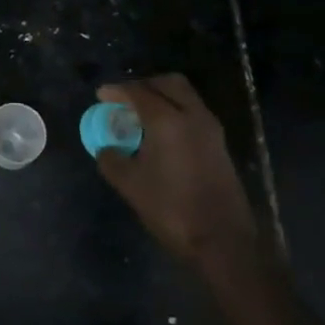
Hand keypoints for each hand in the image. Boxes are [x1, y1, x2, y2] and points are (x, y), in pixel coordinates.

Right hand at [95, 75, 260, 266]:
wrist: (223, 241)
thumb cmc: (172, 208)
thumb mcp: (130, 185)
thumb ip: (112, 159)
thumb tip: (106, 148)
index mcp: (167, 120)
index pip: (138, 92)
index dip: (117, 91)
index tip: (101, 95)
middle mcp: (192, 115)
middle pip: (168, 83)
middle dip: (144, 85)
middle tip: (125, 99)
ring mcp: (210, 130)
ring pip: (185, 97)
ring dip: (163, 98)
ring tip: (142, 116)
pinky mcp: (220, 145)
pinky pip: (194, 114)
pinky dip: (176, 112)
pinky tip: (162, 135)